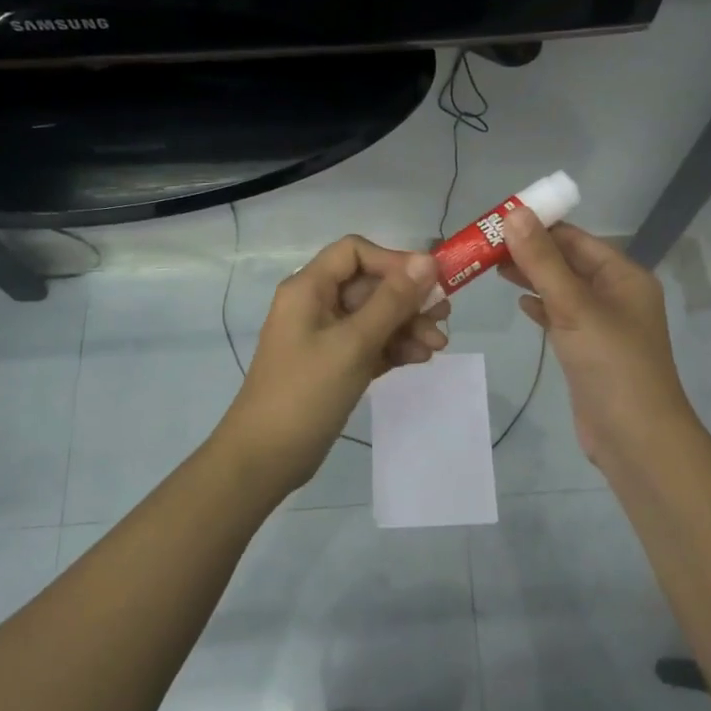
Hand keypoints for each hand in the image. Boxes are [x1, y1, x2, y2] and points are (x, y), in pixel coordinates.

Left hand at [215, 235, 450, 494]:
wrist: (266, 458)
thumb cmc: (306, 393)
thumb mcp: (354, 343)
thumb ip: (392, 301)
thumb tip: (427, 260)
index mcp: (309, 288)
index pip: (355, 252)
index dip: (393, 261)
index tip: (428, 283)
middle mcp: (315, 304)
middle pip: (370, 285)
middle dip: (408, 299)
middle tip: (444, 317)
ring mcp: (324, 336)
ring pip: (374, 316)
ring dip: (407, 326)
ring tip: (437, 346)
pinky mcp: (333, 364)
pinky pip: (370, 343)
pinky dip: (394, 347)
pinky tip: (420, 358)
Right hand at [500, 211, 699, 473]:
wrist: (635, 438)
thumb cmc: (611, 364)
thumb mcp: (574, 306)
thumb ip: (542, 261)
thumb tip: (514, 213)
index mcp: (623, 275)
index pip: (575, 238)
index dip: (537, 226)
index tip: (496, 221)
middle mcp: (616, 294)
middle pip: (567, 261)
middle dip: (529, 251)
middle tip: (484, 246)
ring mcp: (602, 324)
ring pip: (562, 289)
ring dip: (532, 276)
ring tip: (491, 267)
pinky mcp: (588, 350)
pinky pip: (561, 316)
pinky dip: (541, 306)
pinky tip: (519, 302)